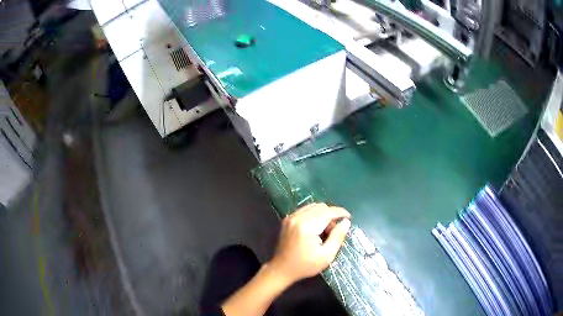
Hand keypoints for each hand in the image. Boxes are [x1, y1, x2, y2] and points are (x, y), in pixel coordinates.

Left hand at [266, 203, 351, 284]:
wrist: (281, 269)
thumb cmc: (305, 266)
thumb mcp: (326, 256)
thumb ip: (337, 237)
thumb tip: (346, 222)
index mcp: (307, 226)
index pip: (328, 212)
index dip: (340, 213)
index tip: (349, 218)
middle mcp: (298, 217)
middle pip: (321, 207)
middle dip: (332, 215)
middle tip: (335, 230)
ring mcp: (291, 217)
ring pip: (313, 206)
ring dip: (323, 214)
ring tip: (326, 229)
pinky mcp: (287, 219)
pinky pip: (305, 210)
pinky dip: (314, 214)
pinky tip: (316, 227)